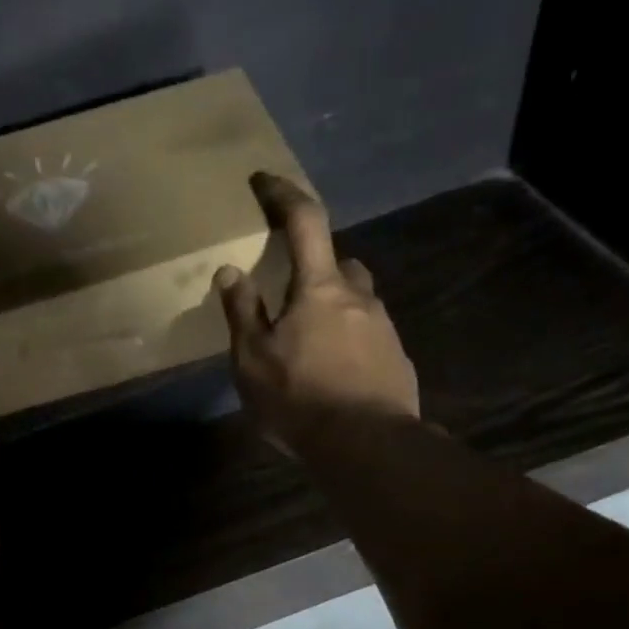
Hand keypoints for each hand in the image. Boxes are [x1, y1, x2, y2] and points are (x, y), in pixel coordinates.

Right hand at [214, 173, 419, 451]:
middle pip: (337, 264)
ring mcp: (385, 327)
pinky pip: (368, 336)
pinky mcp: (398, 359)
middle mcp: (359, 296)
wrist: (368, 447)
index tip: (263, 181)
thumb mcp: (252, 360)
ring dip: (332, 310)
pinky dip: (349, 342)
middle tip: (288, 299)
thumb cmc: (300, 399)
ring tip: (308, 348)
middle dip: (314, 270)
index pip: (304, 222)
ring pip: (356, 301)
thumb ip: (242, 312)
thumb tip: (230, 271)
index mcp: (320, 287)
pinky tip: (333, 375)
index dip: (283, 195)